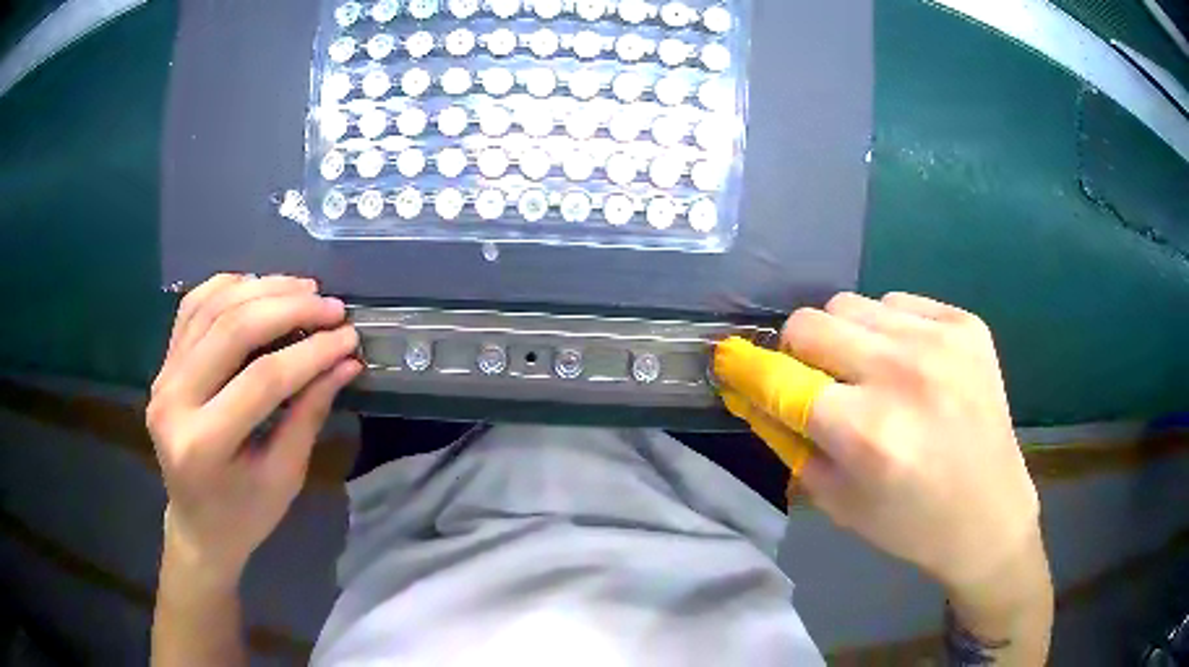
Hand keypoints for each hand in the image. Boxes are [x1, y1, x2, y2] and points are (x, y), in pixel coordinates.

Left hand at [147, 274, 360, 580]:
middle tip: (330, 307)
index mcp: (204, 444)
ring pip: (211, 308)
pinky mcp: (162, 365)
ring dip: (261, 289)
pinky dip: (227, 287)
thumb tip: (344, 362)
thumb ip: (309, 414)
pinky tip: (257, 286)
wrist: (197, 525)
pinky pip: (192, 308)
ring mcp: (162, 378)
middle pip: (232, 330)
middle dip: (288, 309)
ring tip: (303, 289)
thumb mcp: (284, 477)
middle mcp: (173, 401)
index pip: (262, 379)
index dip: (310, 352)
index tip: (349, 338)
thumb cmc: (245, 514)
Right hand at [714, 292, 1040, 592]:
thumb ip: (789, 440)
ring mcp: (941, 340)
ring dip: (845, 338)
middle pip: (810, 322)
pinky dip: (888, 329)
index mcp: (867, 432)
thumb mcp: (836, 500)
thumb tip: (751, 392)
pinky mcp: (966, 323)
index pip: (780, 378)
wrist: (991, 513)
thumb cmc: (910, 523)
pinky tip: (909, 364)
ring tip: (869, 373)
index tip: (730, 360)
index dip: (745, 367)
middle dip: (797, 351)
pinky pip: (897, 301)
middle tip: (815, 381)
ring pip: (851, 303)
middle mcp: (903, 373)